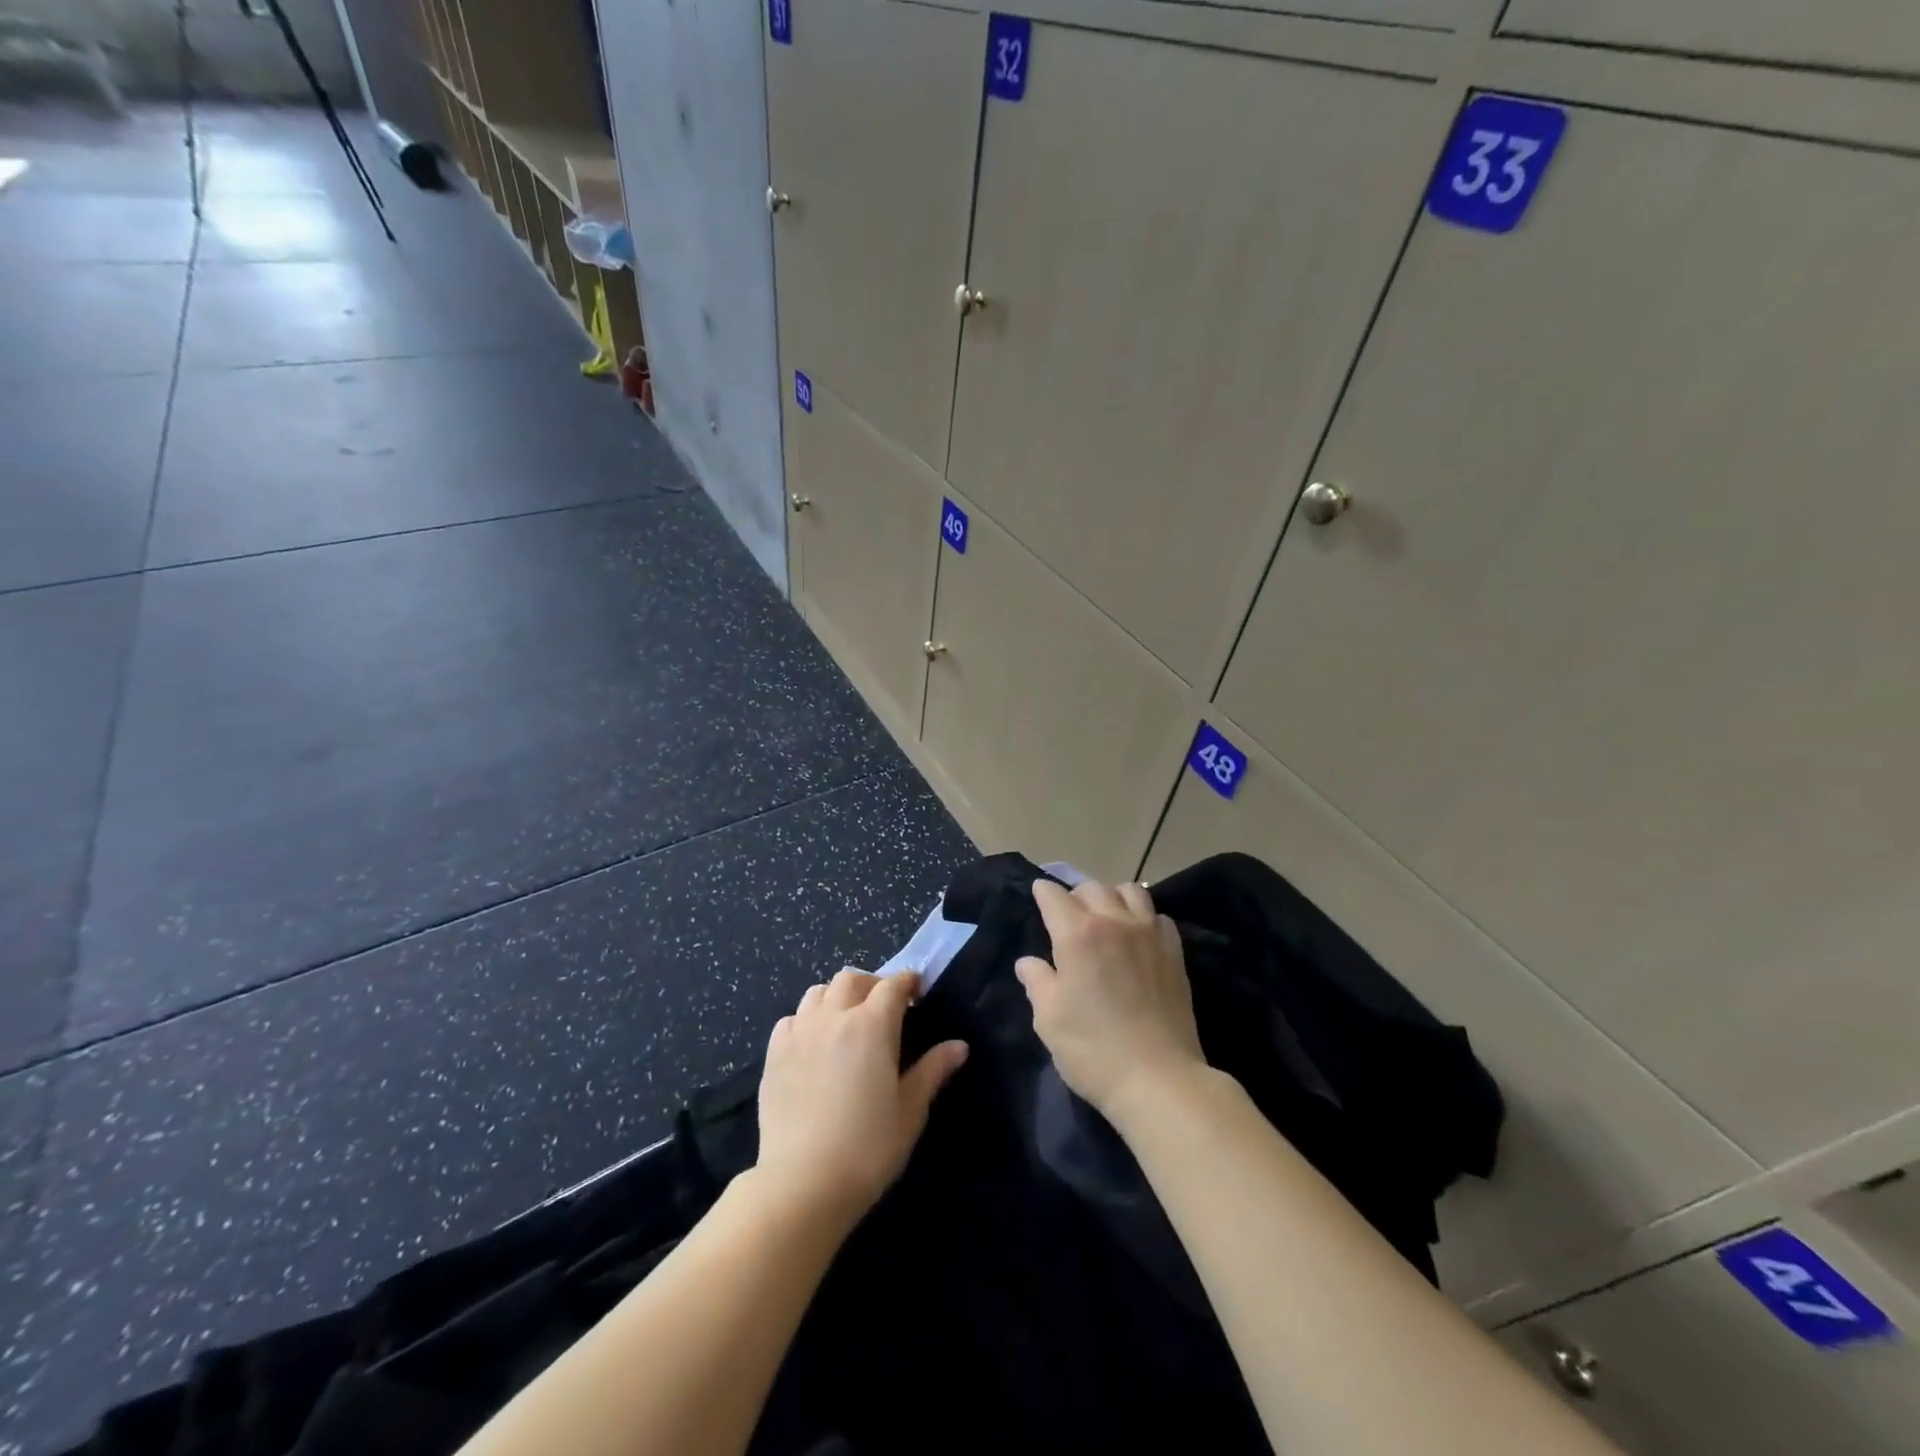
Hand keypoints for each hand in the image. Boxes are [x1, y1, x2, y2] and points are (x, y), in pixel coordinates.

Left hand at [754, 969, 967, 1227]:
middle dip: (872, 984)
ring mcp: (799, 1032)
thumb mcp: (910, 1110)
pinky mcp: (774, 1053)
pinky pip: (792, 1018)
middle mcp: (834, 1016)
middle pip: (852, 979)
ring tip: (846, 1021)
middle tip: (883, 1007)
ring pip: (818, 992)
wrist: (803, 1183)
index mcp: (872, 1025)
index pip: (892, 985)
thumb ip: (933, 1070)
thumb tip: (959, 1046)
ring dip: (837, 997)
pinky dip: (806, 1020)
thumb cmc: (868, 1147)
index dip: (907, 982)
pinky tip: (813, 1044)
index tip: (917, 991)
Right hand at [1015, 879, 1206, 1123]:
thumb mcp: (1049, 1020)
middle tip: (1068, 916)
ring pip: (1130, 891)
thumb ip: (1037, 982)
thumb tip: (1028, 963)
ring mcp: (1149, 934)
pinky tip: (1138, 937)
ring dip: (1112, 897)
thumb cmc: (1093, 1050)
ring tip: (1106, 917)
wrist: (1159, 1079)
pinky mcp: (1174, 952)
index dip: (1043, 892)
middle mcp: (1114, 922)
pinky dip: (1144, 917)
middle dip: (1075, 895)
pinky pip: (1158, 916)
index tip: (1038, 895)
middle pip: (1092, 887)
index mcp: (1077, 934)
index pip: (1054, 896)